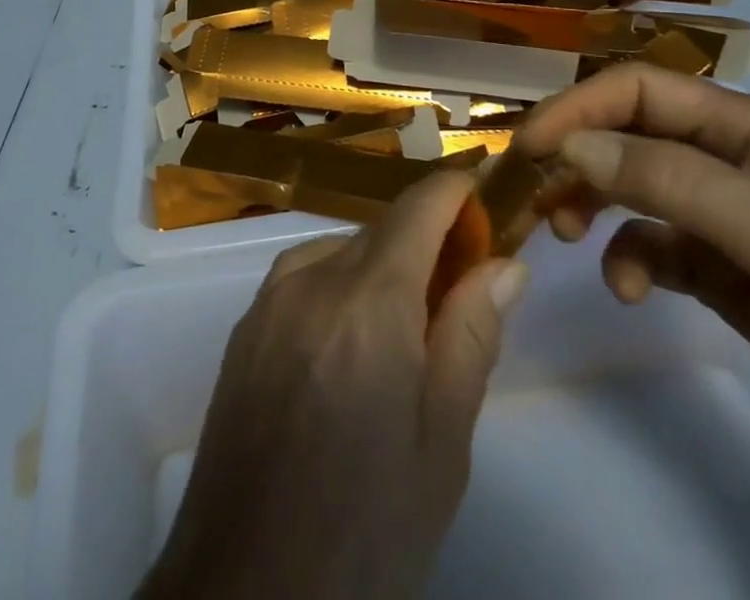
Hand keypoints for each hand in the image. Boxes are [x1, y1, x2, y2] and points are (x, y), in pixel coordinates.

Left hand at [140, 172, 528, 599]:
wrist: (248, 588)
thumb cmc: (368, 528)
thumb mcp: (442, 443)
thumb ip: (471, 335)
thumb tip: (504, 261)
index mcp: (367, 302)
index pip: (416, 209)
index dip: (453, 190)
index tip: (485, 191)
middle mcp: (310, 279)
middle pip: (379, 231)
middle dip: (425, 240)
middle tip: (463, 285)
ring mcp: (269, 299)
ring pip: (340, 251)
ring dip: (380, 266)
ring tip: (407, 331)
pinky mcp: (244, 326)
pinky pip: (304, 278)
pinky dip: (340, 286)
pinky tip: (351, 346)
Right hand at [515, 62, 749, 474]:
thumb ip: (666, 180)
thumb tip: (567, 146)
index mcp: (746, 126)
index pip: (640, 90)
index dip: (579, 107)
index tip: (531, 146)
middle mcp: (728, 159)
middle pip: (628, 135)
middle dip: (579, 156)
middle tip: (535, 192)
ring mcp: (725, 215)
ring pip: (632, 189)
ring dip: (594, 206)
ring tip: (568, 237)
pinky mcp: (724, 269)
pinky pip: (654, 246)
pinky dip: (630, 259)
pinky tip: (631, 290)